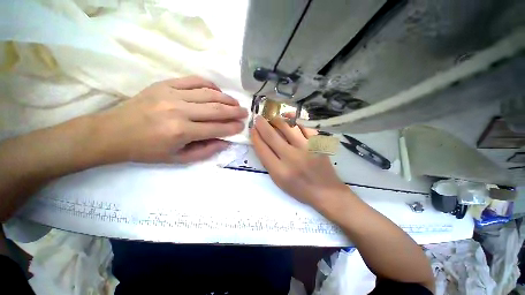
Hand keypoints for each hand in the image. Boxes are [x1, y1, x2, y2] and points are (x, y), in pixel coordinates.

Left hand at [93, 76, 247, 163]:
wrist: (114, 132)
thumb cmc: (147, 150)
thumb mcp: (178, 159)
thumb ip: (205, 151)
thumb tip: (225, 142)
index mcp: (181, 132)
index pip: (217, 128)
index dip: (232, 127)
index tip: (242, 126)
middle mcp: (179, 111)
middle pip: (216, 109)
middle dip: (235, 111)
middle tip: (245, 112)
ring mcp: (171, 94)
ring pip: (208, 93)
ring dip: (226, 98)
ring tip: (235, 102)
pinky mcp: (165, 84)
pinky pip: (193, 80)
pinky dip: (209, 84)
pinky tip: (217, 90)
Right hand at [250, 114, 348, 206]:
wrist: (325, 191)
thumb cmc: (299, 188)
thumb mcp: (278, 181)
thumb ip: (268, 163)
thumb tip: (261, 142)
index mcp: (279, 171)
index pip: (262, 149)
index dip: (255, 137)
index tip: (252, 130)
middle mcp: (291, 158)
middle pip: (271, 136)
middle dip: (262, 124)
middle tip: (258, 118)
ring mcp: (306, 148)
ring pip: (287, 127)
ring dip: (276, 120)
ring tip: (272, 118)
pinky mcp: (317, 143)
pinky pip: (304, 125)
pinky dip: (294, 119)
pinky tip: (289, 116)